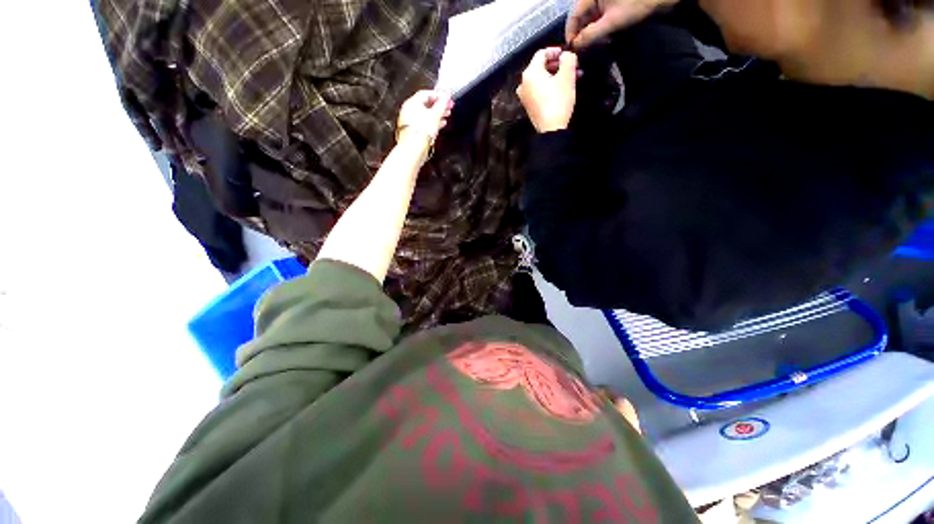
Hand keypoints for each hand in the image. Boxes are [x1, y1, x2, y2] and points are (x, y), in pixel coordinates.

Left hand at [396, 90, 453, 145]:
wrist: (414, 148)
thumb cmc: (422, 131)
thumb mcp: (436, 114)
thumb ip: (442, 104)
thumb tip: (446, 97)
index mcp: (412, 102)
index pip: (426, 93)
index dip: (439, 95)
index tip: (447, 98)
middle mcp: (409, 110)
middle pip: (426, 104)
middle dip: (439, 105)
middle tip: (448, 106)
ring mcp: (410, 122)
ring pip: (425, 114)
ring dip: (437, 114)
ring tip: (446, 115)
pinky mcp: (413, 132)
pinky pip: (424, 124)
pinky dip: (432, 123)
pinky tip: (439, 125)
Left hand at [517, 48, 577, 132]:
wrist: (550, 129)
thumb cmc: (558, 101)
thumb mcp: (567, 76)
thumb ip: (568, 58)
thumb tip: (566, 55)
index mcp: (530, 72)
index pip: (541, 53)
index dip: (555, 50)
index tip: (566, 54)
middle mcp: (523, 83)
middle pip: (541, 66)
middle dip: (558, 65)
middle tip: (572, 66)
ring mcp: (524, 96)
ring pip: (541, 79)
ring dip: (556, 76)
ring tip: (572, 78)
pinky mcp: (529, 106)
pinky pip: (539, 90)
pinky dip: (550, 86)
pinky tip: (562, 89)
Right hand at [566, 0, 678, 48]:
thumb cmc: (638, 4)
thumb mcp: (612, 22)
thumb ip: (591, 35)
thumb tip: (575, 47)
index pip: (573, 17)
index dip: (570, 35)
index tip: (571, 52)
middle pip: (580, 18)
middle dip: (580, 36)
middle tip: (580, 53)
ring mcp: (602, 0)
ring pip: (588, 19)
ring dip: (588, 34)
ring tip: (589, 48)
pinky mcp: (610, 4)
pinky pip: (598, 18)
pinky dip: (597, 29)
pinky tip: (599, 39)